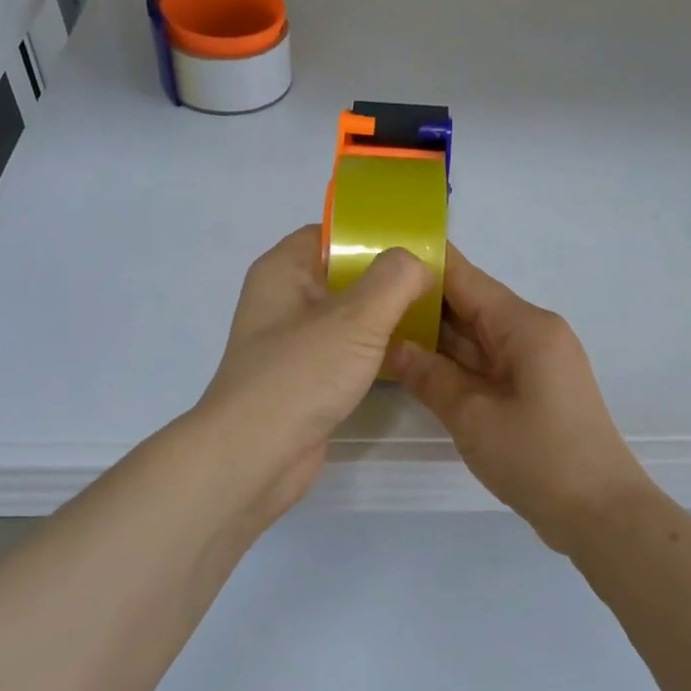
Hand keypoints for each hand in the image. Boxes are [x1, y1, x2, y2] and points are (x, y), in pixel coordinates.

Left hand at [196, 225, 432, 525]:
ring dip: (383, 318)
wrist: (254, 456)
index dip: (374, 236)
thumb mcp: (355, 317)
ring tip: (431, 317)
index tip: (419, 248)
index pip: (332, 234)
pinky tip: (406, 355)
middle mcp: (283, 301)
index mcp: (283, 271)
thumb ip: (394, 279)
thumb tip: (417, 264)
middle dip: (388, 279)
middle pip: (343, 275)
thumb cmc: (300, 375)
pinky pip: (344, 352)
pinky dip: (371, 350)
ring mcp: (292, 343)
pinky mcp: (304, 379)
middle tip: (436, 285)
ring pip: (346, 317)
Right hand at [391, 247, 651, 550]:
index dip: (424, 264)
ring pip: (477, 337)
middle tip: (366, 297)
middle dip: (422, 301)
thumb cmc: (537, 457)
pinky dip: (455, 362)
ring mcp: (535, 362)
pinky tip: (417, 364)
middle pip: (471, 305)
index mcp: (525, 326)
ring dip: (436, 335)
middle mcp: (533, 333)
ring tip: (380, 325)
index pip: (466, 279)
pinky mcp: (534, 389)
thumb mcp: (472, 416)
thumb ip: (430, 376)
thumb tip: (393, 346)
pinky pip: (487, 363)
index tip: (379, 252)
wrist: (599, 512)